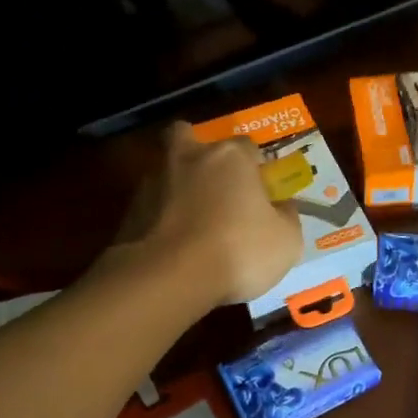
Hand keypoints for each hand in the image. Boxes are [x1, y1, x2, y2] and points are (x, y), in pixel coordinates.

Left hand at [115, 123, 303, 307]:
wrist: (168, 279)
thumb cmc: (238, 250)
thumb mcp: (286, 241)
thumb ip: (287, 217)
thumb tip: (283, 207)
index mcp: (230, 157)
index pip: (248, 146)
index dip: (256, 167)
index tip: (261, 192)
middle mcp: (189, 158)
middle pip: (189, 139)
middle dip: (198, 155)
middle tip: (214, 186)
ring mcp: (153, 183)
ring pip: (167, 174)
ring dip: (178, 190)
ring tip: (192, 225)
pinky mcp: (130, 213)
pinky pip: (151, 209)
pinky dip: (161, 220)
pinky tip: (174, 247)